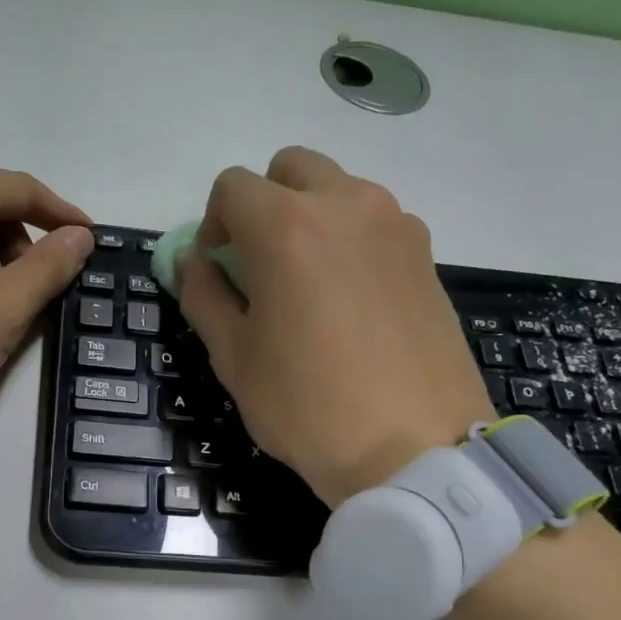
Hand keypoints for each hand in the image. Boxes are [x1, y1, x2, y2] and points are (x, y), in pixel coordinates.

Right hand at [177, 147, 491, 507]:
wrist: (415, 450)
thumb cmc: (308, 408)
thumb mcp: (235, 358)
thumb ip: (203, 296)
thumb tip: (192, 261)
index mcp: (287, 226)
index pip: (233, 187)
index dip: (213, 223)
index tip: (217, 266)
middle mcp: (346, 205)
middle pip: (291, 169)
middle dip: (263, 204)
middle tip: (260, 264)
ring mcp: (396, 226)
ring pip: (339, 191)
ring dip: (311, 217)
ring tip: (310, 286)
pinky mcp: (428, 255)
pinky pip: (376, 224)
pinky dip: (351, 241)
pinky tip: (352, 303)